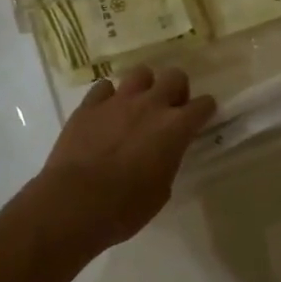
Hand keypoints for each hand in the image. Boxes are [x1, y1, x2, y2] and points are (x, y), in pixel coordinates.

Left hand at [28, 65, 215, 252]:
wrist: (75, 203)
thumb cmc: (125, 208)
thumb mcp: (161, 191)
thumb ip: (167, 162)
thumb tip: (162, 154)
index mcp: (175, 128)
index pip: (203, 105)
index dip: (204, 110)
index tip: (201, 117)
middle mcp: (151, 105)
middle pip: (174, 76)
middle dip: (176, 89)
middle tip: (169, 109)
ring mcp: (118, 101)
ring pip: (140, 73)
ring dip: (143, 87)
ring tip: (137, 105)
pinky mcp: (89, 105)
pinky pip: (104, 88)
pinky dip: (108, 97)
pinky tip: (105, 113)